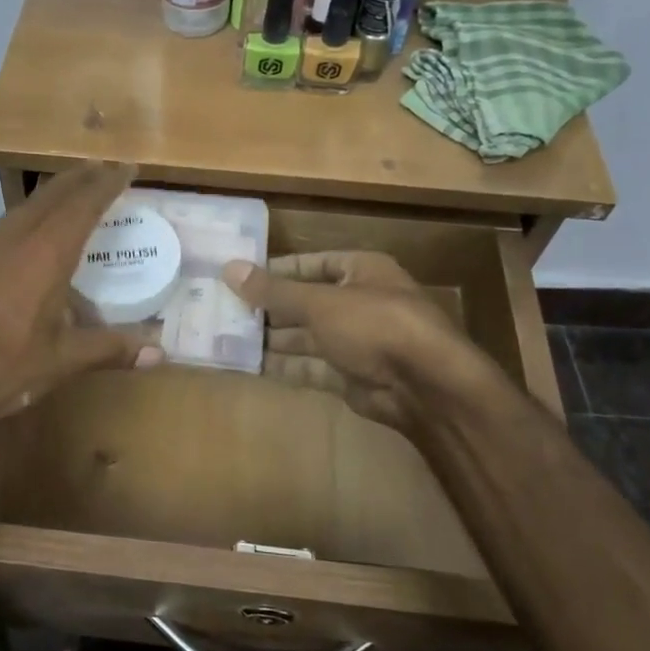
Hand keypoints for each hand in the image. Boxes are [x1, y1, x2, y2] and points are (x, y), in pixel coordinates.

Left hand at [0, 163, 164, 434]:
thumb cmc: (0, 368)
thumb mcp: (61, 361)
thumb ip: (110, 350)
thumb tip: (160, 353)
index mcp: (46, 254)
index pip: (83, 205)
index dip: (107, 183)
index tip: (126, 166)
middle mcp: (16, 240)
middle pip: (52, 195)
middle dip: (80, 178)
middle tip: (103, 167)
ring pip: (26, 206)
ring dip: (52, 192)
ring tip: (72, 190)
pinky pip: (8, 224)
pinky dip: (30, 214)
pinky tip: (31, 233)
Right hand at [223, 251, 496, 432]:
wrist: (425, 386)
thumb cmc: (374, 325)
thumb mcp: (319, 302)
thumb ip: (273, 290)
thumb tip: (229, 268)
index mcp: (361, 271)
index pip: (314, 264)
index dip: (279, 269)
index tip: (241, 276)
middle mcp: (359, 303)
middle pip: (306, 302)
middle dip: (269, 308)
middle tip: (224, 310)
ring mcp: (356, 342)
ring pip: (305, 337)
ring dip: (271, 339)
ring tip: (228, 337)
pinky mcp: (350, 375)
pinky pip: (310, 366)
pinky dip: (284, 366)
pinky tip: (250, 365)